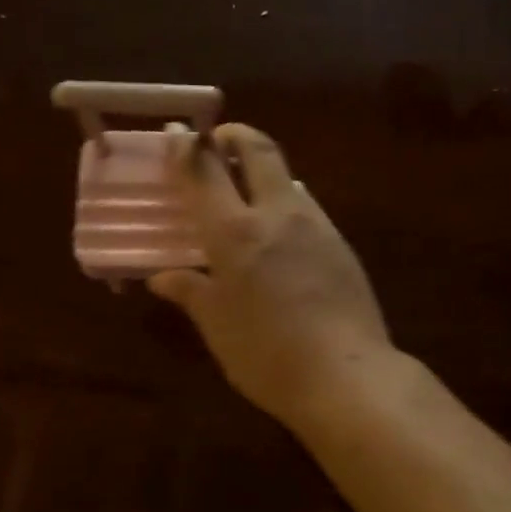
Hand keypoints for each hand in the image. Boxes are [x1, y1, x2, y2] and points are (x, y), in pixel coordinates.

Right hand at [148, 124, 395, 428]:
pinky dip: (288, 208)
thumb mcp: (218, 327)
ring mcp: (318, 227)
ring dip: (266, 175)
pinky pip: (310, 211)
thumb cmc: (267, 354)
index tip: (177, 138)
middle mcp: (278, 215)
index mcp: (236, 232)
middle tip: (220, 144)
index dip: (187, 149)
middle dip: (237, 137)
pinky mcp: (343, 246)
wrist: (347, 375)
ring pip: (290, 180)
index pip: (205, 170)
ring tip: (249, 198)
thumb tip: (163, 277)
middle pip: (260, 151)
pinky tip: (283, 239)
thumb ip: (191, 293)